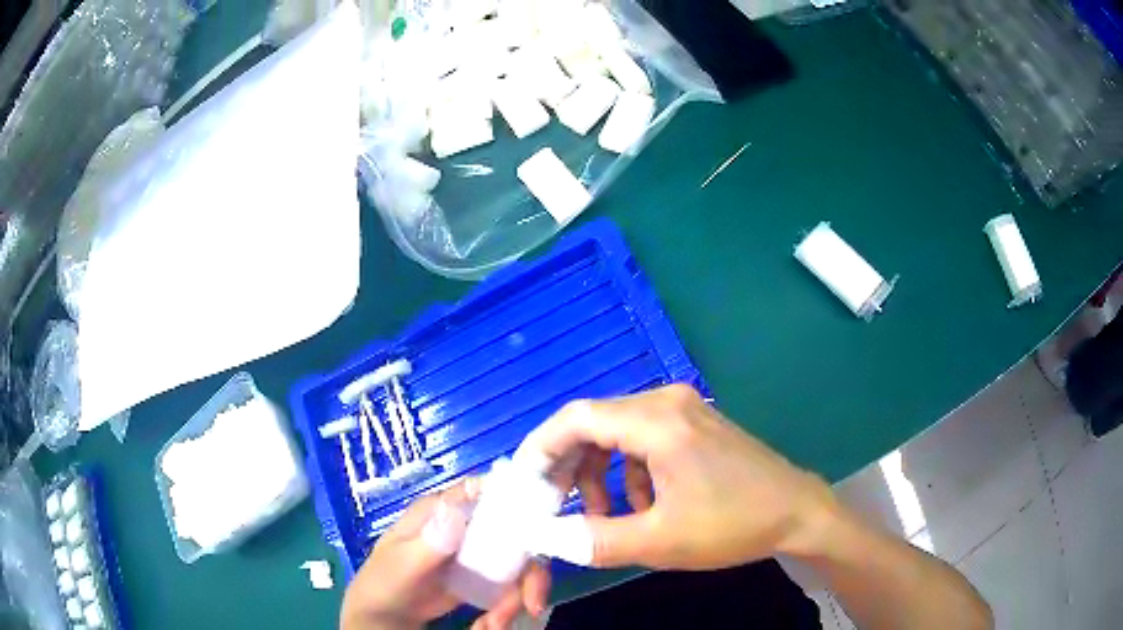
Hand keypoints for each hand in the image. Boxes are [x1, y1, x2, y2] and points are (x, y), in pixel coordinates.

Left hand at [341, 479, 550, 629]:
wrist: (385, 616)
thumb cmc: (384, 582)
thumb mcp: (401, 565)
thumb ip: (427, 544)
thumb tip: (456, 511)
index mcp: (442, 511)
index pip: (485, 492)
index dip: (518, 500)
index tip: (542, 531)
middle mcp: (466, 526)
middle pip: (515, 533)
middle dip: (529, 571)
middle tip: (530, 605)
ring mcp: (476, 553)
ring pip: (518, 564)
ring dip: (517, 597)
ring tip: (496, 624)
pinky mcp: (483, 578)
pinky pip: (510, 586)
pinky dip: (508, 607)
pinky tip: (490, 624)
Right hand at [523, 384, 838, 569]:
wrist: (797, 513)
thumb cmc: (732, 524)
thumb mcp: (659, 541)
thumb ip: (594, 540)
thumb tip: (543, 537)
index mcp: (658, 421)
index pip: (576, 418)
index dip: (541, 449)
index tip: (524, 483)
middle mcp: (667, 402)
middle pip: (594, 424)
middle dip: (570, 468)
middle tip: (560, 509)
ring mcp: (685, 410)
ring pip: (617, 435)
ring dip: (601, 474)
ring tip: (608, 517)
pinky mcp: (695, 425)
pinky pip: (643, 441)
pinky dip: (629, 472)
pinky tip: (645, 506)